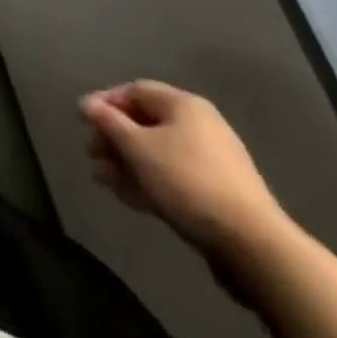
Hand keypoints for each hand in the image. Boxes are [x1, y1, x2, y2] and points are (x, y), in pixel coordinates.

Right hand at [79, 81, 288, 264]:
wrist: (253, 247)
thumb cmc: (187, 181)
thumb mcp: (138, 147)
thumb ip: (108, 122)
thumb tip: (87, 103)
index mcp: (184, 105)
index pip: (135, 90)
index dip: (105, 102)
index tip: (84, 123)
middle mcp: (200, 126)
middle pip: (145, 123)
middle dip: (113, 138)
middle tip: (91, 154)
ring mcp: (212, 162)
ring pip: (157, 153)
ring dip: (126, 163)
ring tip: (102, 179)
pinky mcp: (218, 195)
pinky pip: (173, 177)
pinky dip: (148, 181)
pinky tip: (128, 196)